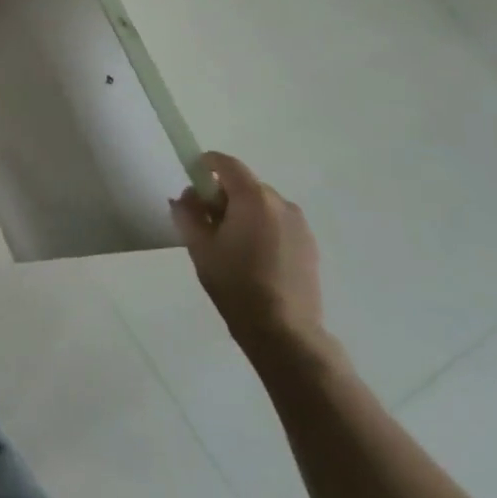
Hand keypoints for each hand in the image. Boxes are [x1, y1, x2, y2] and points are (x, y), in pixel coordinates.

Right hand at [171, 151, 324, 361]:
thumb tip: (186, 197)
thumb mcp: (199, 247)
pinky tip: (252, 258)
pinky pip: (277, 224)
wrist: (285, 333)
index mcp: (254, 198)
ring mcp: (300, 225)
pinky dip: (261, 228)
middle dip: (222, 195)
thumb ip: (188, 213)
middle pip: (244, 184)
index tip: (191, 181)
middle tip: (205, 221)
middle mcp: (281, 204)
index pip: (226, 164)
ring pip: (262, 205)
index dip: (205, 165)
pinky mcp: (310, 246)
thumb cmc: (236, 284)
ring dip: (243, 213)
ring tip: (230, 244)